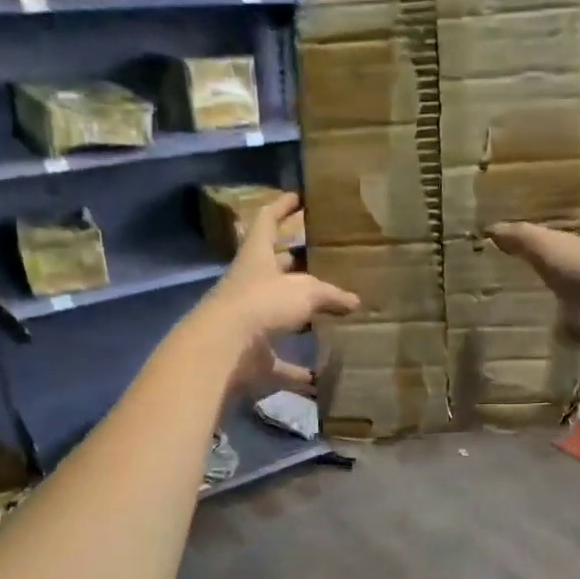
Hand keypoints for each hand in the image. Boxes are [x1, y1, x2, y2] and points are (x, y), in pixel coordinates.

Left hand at [196, 193, 358, 397]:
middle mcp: (249, 285)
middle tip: (321, 258)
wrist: (225, 348)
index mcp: (257, 257)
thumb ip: (330, 295)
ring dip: (298, 315)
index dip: (282, 207)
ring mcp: (247, 321)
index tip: (298, 197)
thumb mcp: (305, 291)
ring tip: (327, 313)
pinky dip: (298, 372)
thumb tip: (354, 301)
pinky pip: (280, 363)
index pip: (267, 221)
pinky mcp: (251, 354)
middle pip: (272, 268)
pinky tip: (319, 380)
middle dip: (294, 262)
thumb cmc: (262, 303)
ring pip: (276, 314)